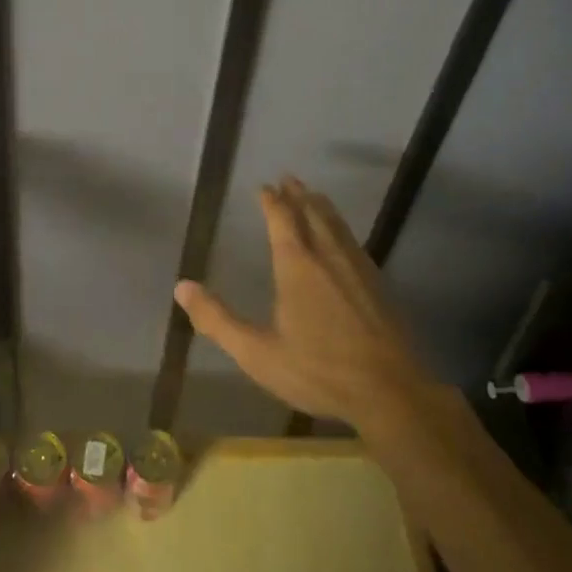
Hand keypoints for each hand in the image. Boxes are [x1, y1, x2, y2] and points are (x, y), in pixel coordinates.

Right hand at [175, 177, 433, 431]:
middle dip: (298, 194)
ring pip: (336, 224)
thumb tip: (182, 287)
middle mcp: (328, 256)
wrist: (390, 391)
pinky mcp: (378, 284)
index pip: (282, 219)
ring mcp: (357, 268)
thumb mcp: (257, 353)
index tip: (265, 186)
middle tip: (289, 179)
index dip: (272, 201)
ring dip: (322, 206)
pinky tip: (344, 239)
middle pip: (312, 213)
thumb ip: (218, 320)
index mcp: (297, 265)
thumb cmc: (318, 370)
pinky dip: (341, 228)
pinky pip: (353, 241)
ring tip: (314, 196)